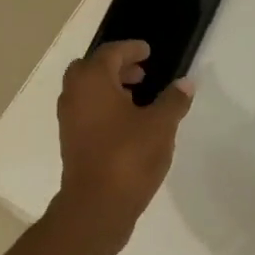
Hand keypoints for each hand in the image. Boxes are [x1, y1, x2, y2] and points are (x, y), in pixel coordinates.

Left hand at [52, 41, 193, 253]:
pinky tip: (128, 123)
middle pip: (92, 69)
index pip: (110, 53)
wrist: (96, 205)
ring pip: (87, 92)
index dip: (130, 49)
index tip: (147, 51)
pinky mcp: (71, 142)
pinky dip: (104, 108)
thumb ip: (173, 101)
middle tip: (141, 73)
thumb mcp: (160, 125)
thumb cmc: (128, 156)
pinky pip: (87, 112)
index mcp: (92, 80)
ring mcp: (69, 120)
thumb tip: (185, 84)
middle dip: (116, 67)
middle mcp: (74, 95)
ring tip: (138, 97)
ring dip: (109, 88)